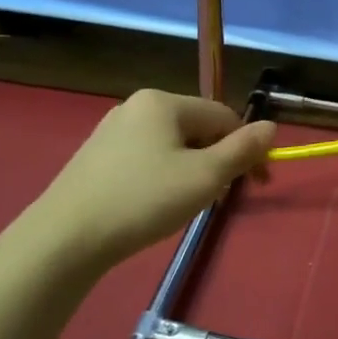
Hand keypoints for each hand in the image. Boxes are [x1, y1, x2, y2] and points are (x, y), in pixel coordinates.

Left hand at [27, 90, 275, 270]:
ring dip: (193, 171)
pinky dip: (163, 177)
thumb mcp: (205, 177)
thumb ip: (242, 149)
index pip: (224, 117)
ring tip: (187, 205)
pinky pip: (147, 158)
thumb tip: (272, 126)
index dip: (248, 149)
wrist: (66, 237)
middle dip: (217, 160)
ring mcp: (112, 130)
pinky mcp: (96, 156)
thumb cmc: (144, 200)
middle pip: (197, 129)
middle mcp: (136, 106)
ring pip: (173, 145)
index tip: (258, 185)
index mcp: (163, 101)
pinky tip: (155, 204)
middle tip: (219, 199)